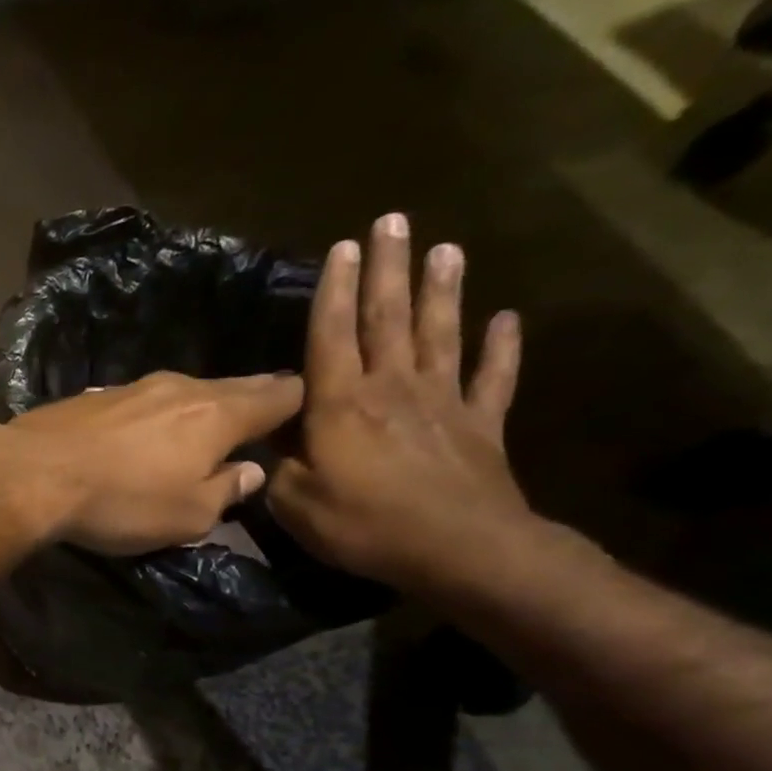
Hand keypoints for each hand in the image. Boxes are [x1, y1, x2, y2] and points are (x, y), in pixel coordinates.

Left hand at [2, 369, 304, 553]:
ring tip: (196, 430)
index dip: (297, 405)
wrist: (31, 474)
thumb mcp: (186, 516)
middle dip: (249, 402)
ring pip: (181, 393)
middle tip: (258, 419)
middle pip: (231, 388)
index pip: (279, 395)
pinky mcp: (91, 397)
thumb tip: (250, 472)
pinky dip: (149, 417)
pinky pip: (137, 404)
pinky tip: (138, 434)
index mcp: (218, 413)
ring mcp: (132, 387)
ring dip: (194, 411)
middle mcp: (180, 387)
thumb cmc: (120, 501)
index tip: (301, 419)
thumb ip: (225, 492)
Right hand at [268, 213, 532, 593]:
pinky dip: (502, 347)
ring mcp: (442, 402)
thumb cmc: (363, 525)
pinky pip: (493, 377)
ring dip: (442, 290)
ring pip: (441, 334)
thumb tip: (263, 443)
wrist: (457, 549)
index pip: (331, 336)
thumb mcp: (294, 503)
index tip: (340, 248)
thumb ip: (275, 467)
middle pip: (388, 318)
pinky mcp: (481, 424)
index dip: (334, 291)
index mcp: (340, 405)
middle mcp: (391, 388)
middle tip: (392, 221)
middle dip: (388, 269)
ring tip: (446, 248)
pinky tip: (508, 319)